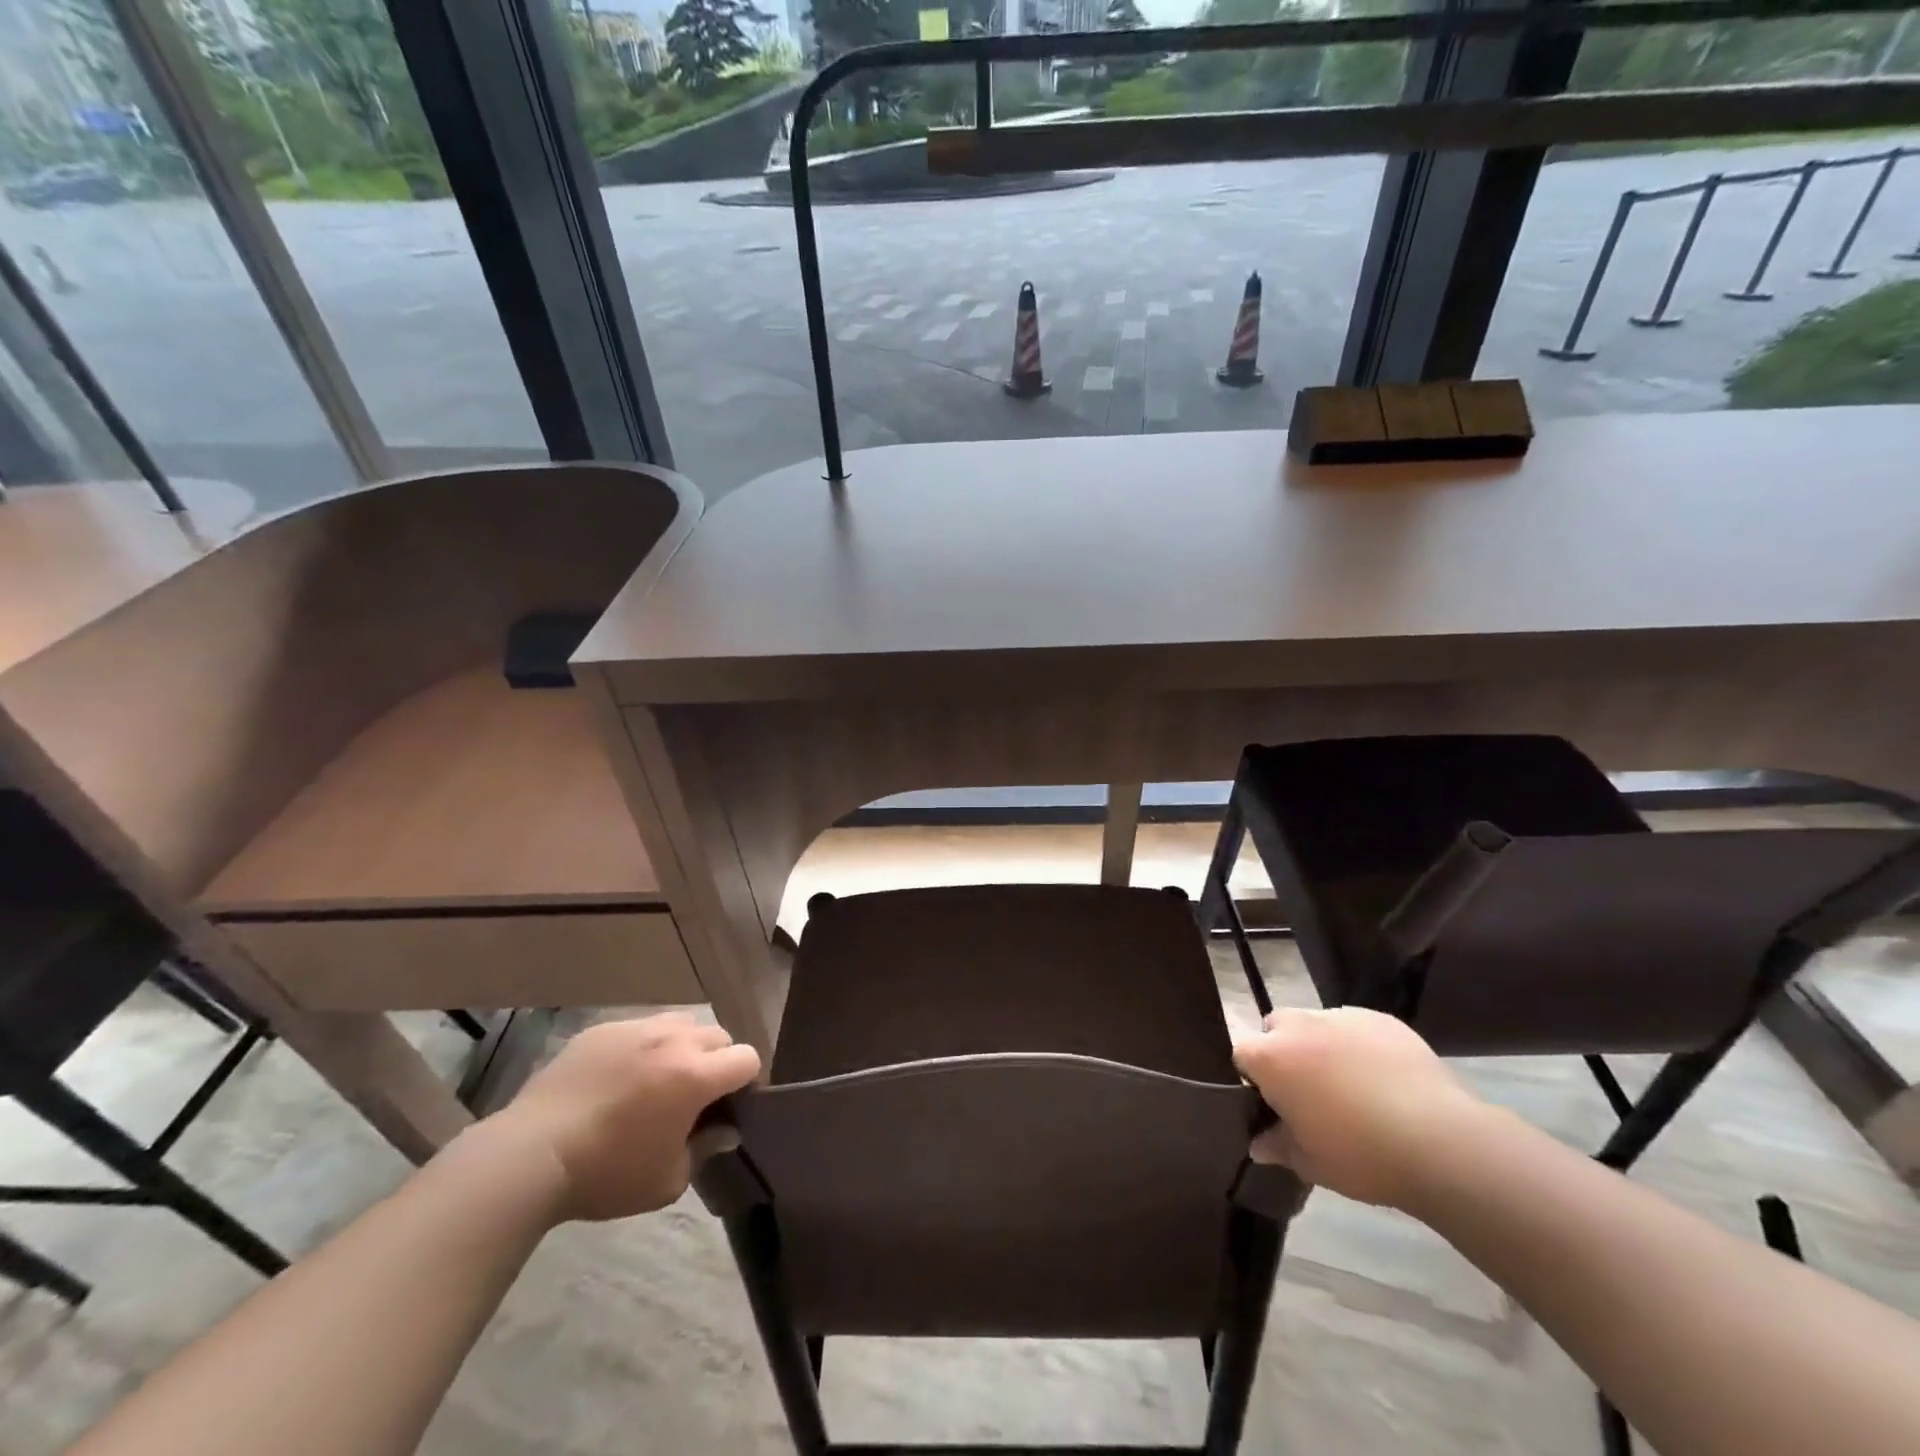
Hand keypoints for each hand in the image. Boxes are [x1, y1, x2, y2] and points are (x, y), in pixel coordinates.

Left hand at [490, 1013, 760, 1222]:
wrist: (530, 1155)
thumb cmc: (606, 1174)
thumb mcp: (667, 1181)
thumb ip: (705, 1149)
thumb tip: (726, 1130)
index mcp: (696, 1075)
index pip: (746, 1059)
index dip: (745, 1082)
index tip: (728, 1106)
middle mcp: (674, 1041)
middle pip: (718, 1036)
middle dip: (717, 1061)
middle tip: (695, 1095)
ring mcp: (637, 1029)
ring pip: (681, 1024)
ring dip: (683, 1046)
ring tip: (659, 1078)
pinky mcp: (604, 1029)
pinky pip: (640, 1028)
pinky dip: (643, 1046)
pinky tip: (619, 1078)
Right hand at [1232, 1006, 1487, 1210]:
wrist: (1440, 1141)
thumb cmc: (1360, 1155)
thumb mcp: (1310, 1163)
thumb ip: (1278, 1146)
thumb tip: (1259, 1145)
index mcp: (1271, 1058)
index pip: (1240, 1052)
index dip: (1250, 1075)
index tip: (1269, 1100)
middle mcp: (1299, 1026)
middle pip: (1275, 1027)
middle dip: (1282, 1050)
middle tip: (1306, 1090)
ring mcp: (1341, 1017)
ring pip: (1316, 1024)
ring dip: (1320, 1045)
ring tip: (1350, 1084)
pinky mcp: (1380, 1018)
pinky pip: (1356, 1026)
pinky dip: (1359, 1045)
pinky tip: (1383, 1078)